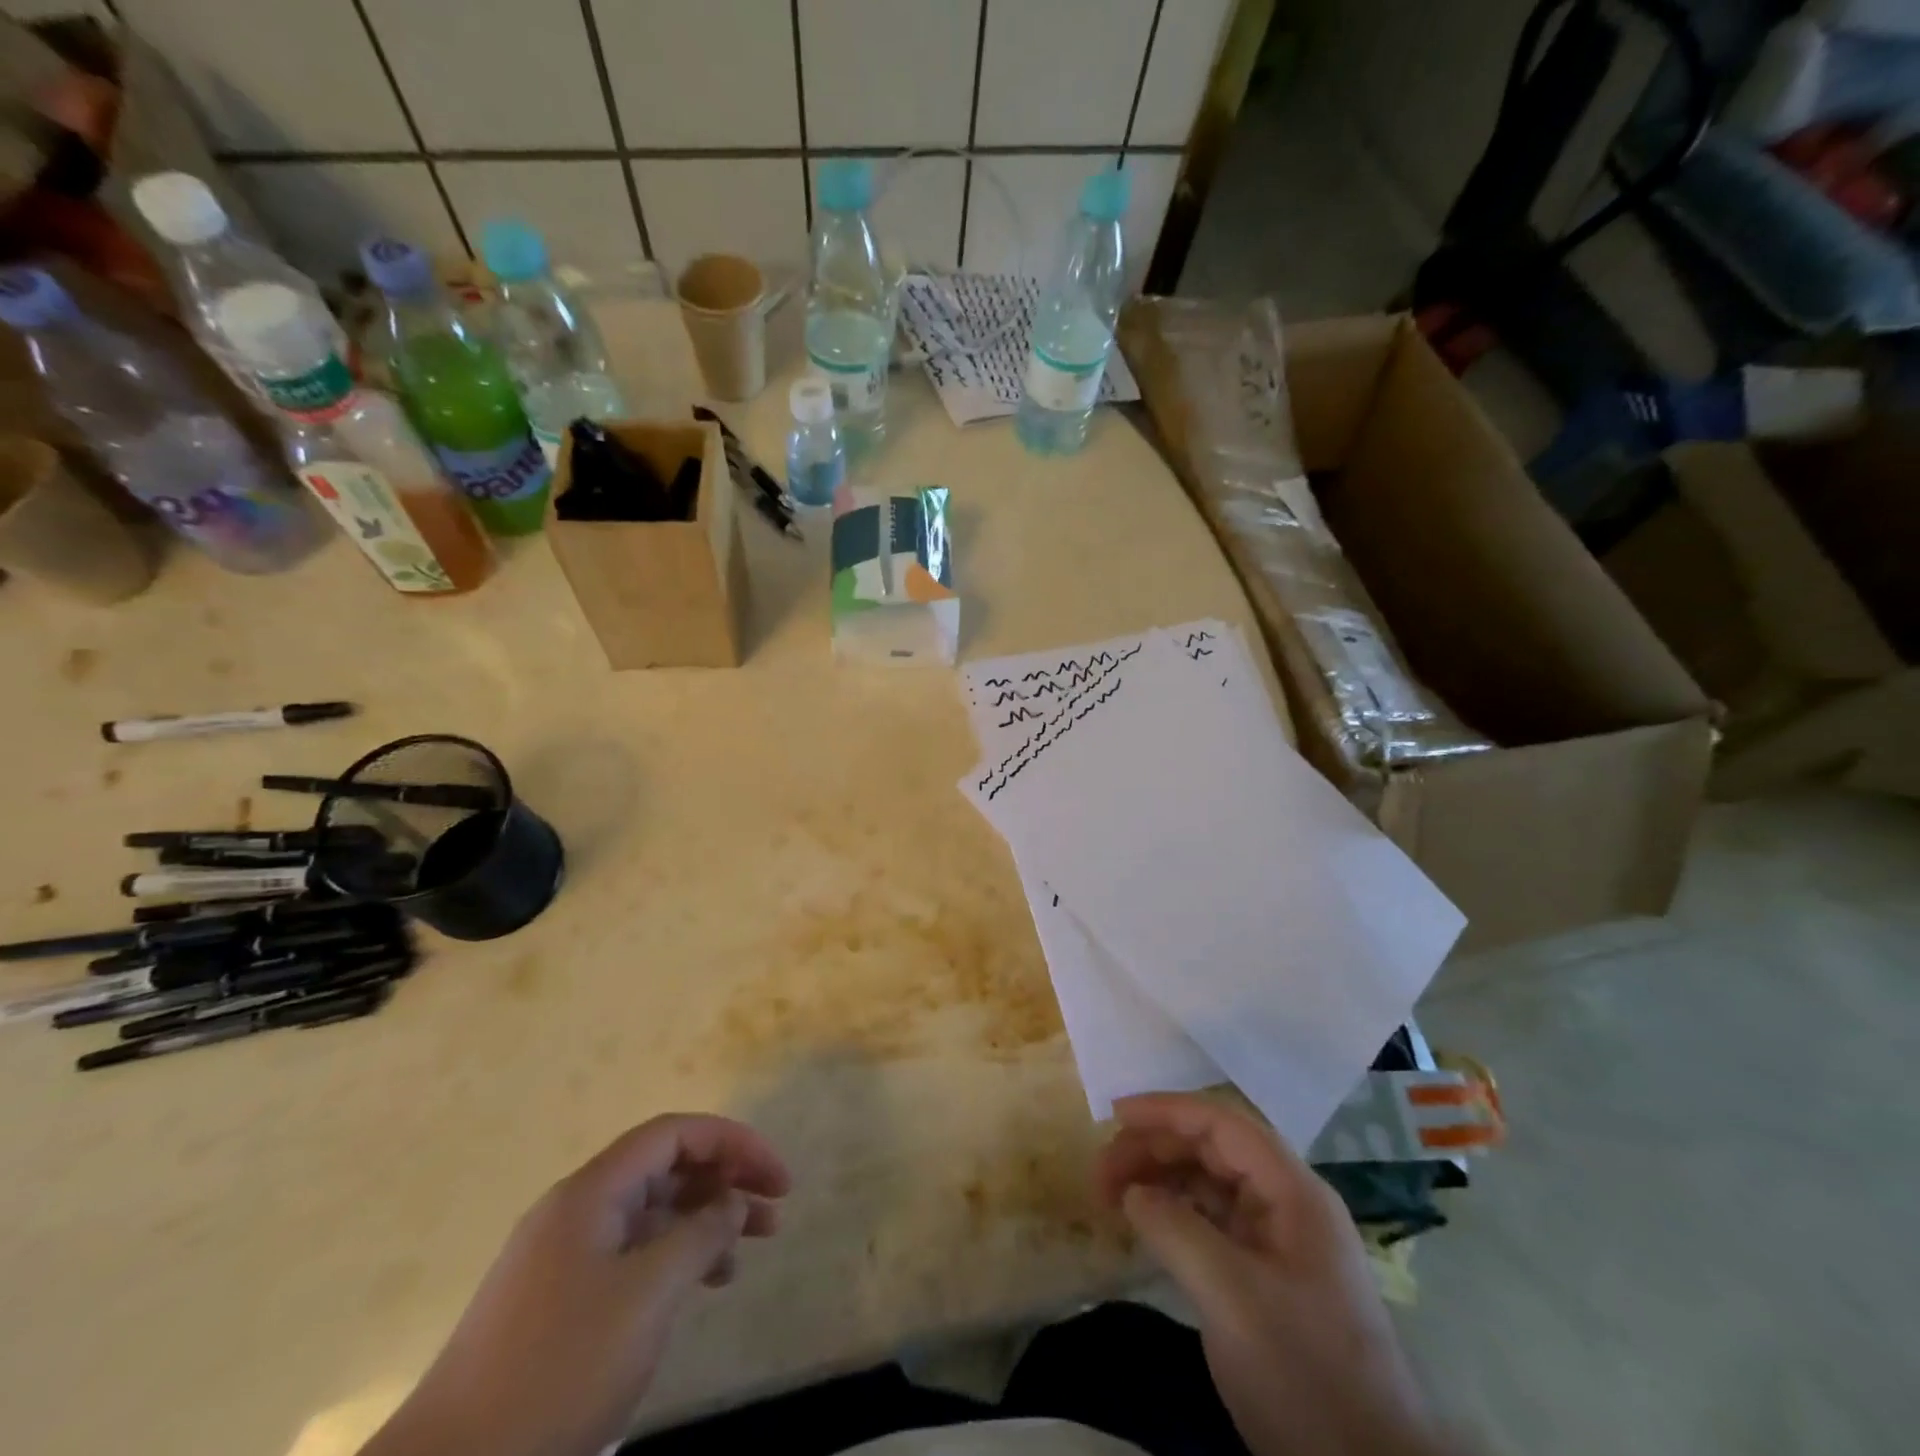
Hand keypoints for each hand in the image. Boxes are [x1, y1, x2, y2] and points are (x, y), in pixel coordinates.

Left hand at [365, 1115, 790, 1455]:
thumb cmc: (558, 1369)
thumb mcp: (647, 1295)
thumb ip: (701, 1234)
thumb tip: (733, 1202)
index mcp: (592, 1191)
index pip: (675, 1133)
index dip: (733, 1142)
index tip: (776, 1176)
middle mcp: (578, 1209)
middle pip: (666, 1168)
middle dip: (725, 1179)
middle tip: (775, 1208)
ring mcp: (564, 1256)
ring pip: (652, 1213)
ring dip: (704, 1220)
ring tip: (749, 1249)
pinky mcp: (558, 1300)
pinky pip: (632, 1253)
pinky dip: (674, 1257)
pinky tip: (701, 1285)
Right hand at [1096, 1095, 1446, 1455]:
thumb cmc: (1303, 1371)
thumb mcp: (1230, 1296)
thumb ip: (1175, 1229)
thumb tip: (1132, 1193)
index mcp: (1293, 1191)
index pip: (1222, 1125)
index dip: (1167, 1111)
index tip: (1115, 1114)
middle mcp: (1288, 1203)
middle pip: (1212, 1150)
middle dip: (1155, 1150)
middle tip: (1102, 1173)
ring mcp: (1280, 1240)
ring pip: (1209, 1184)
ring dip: (1160, 1181)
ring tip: (1112, 1197)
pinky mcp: (1268, 1276)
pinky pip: (1213, 1222)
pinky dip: (1175, 1214)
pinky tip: (1146, 1226)